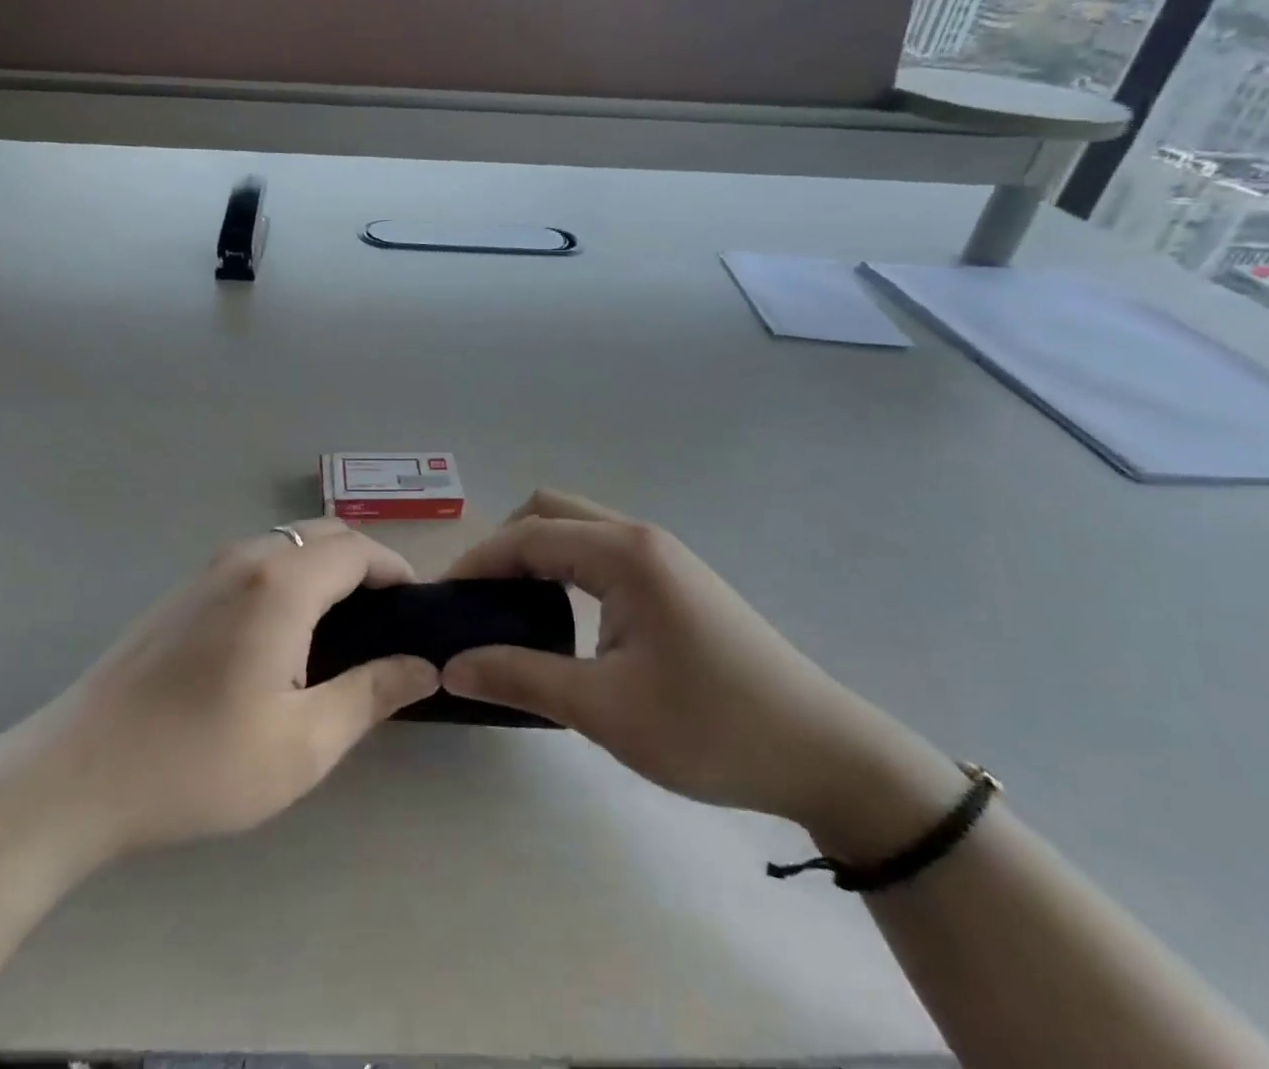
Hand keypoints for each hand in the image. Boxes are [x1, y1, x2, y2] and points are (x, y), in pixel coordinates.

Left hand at [0, 518, 437, 865]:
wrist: (78, 773)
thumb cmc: (199, 762)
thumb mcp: (302, 743)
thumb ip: (370, 694)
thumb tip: (423, 666)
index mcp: (281, 583)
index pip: (358, 549)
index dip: (395, 570)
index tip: (416, 611)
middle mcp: (246, 558)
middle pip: (324, 535)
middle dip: (364, 565)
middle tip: (385, 623)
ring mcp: (208, 569)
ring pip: (288, 544)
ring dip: (325, 569)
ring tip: (341, 632)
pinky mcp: (183, 590)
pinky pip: (255, 562)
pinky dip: (289, 577)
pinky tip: (283, 636)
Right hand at [441, 490, 957, 841]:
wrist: (826, 756)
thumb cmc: (711, 728)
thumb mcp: (604, 709)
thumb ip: (520, 678)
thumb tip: (451, 667)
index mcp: (623, 554)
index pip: (527, 536)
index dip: (477, 562)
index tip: (442, 601)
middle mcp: (640, 537)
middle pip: (549, 512)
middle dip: (503, 546)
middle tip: (476, 600)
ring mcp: (663, 555)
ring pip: (577, 527)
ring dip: (535, 553)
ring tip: (508, 606)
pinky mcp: (675, 579)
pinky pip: (601, 551)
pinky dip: (565, 566)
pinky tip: (560, 612)